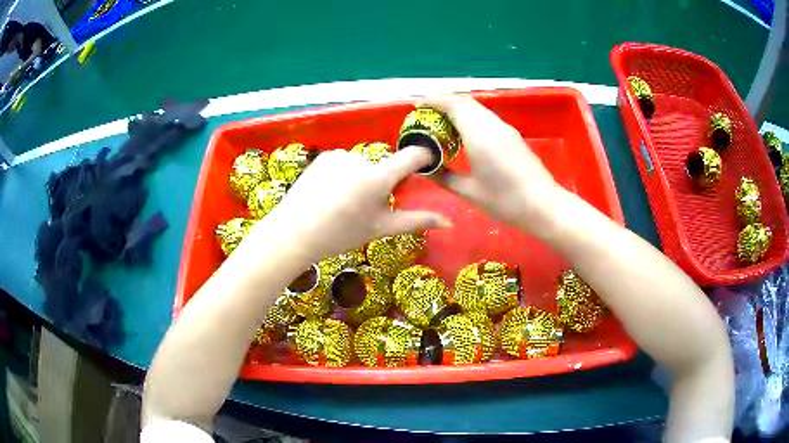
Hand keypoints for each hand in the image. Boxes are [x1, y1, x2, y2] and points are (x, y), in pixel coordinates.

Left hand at [248, 148, 451, 264]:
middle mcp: (362, 159)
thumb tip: (449, 222)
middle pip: (383, 165)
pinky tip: (329, 192)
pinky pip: (344, 162)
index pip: (412, 156)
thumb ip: (416, 221)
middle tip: (365, 206)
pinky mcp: (324, 156)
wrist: (294, 232)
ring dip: (360, 177)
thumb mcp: (380, 228)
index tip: (427, 164)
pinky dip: (343, 173)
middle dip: (382, 180)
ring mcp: (341, 155)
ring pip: (362, 164)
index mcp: (379, 177)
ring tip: (342, 202)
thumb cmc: (341, 234)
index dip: (423, 158)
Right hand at [420, 95, 563, 235]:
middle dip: (444, 103)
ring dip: (459, 110)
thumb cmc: (505, 200)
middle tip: (426, 115)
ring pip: (478, 109)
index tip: (417, 104)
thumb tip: (425, 170)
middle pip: (466, 103)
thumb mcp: (470, 192)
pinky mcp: (513, 136)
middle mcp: (493, 125)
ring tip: (442, 124)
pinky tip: (464, 134)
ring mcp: (505, 129)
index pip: (454, 106)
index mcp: (480, 134)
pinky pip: (487, 118)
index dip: (434, 101)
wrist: (544, 206)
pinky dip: (471, 118)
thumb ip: (445, 177)